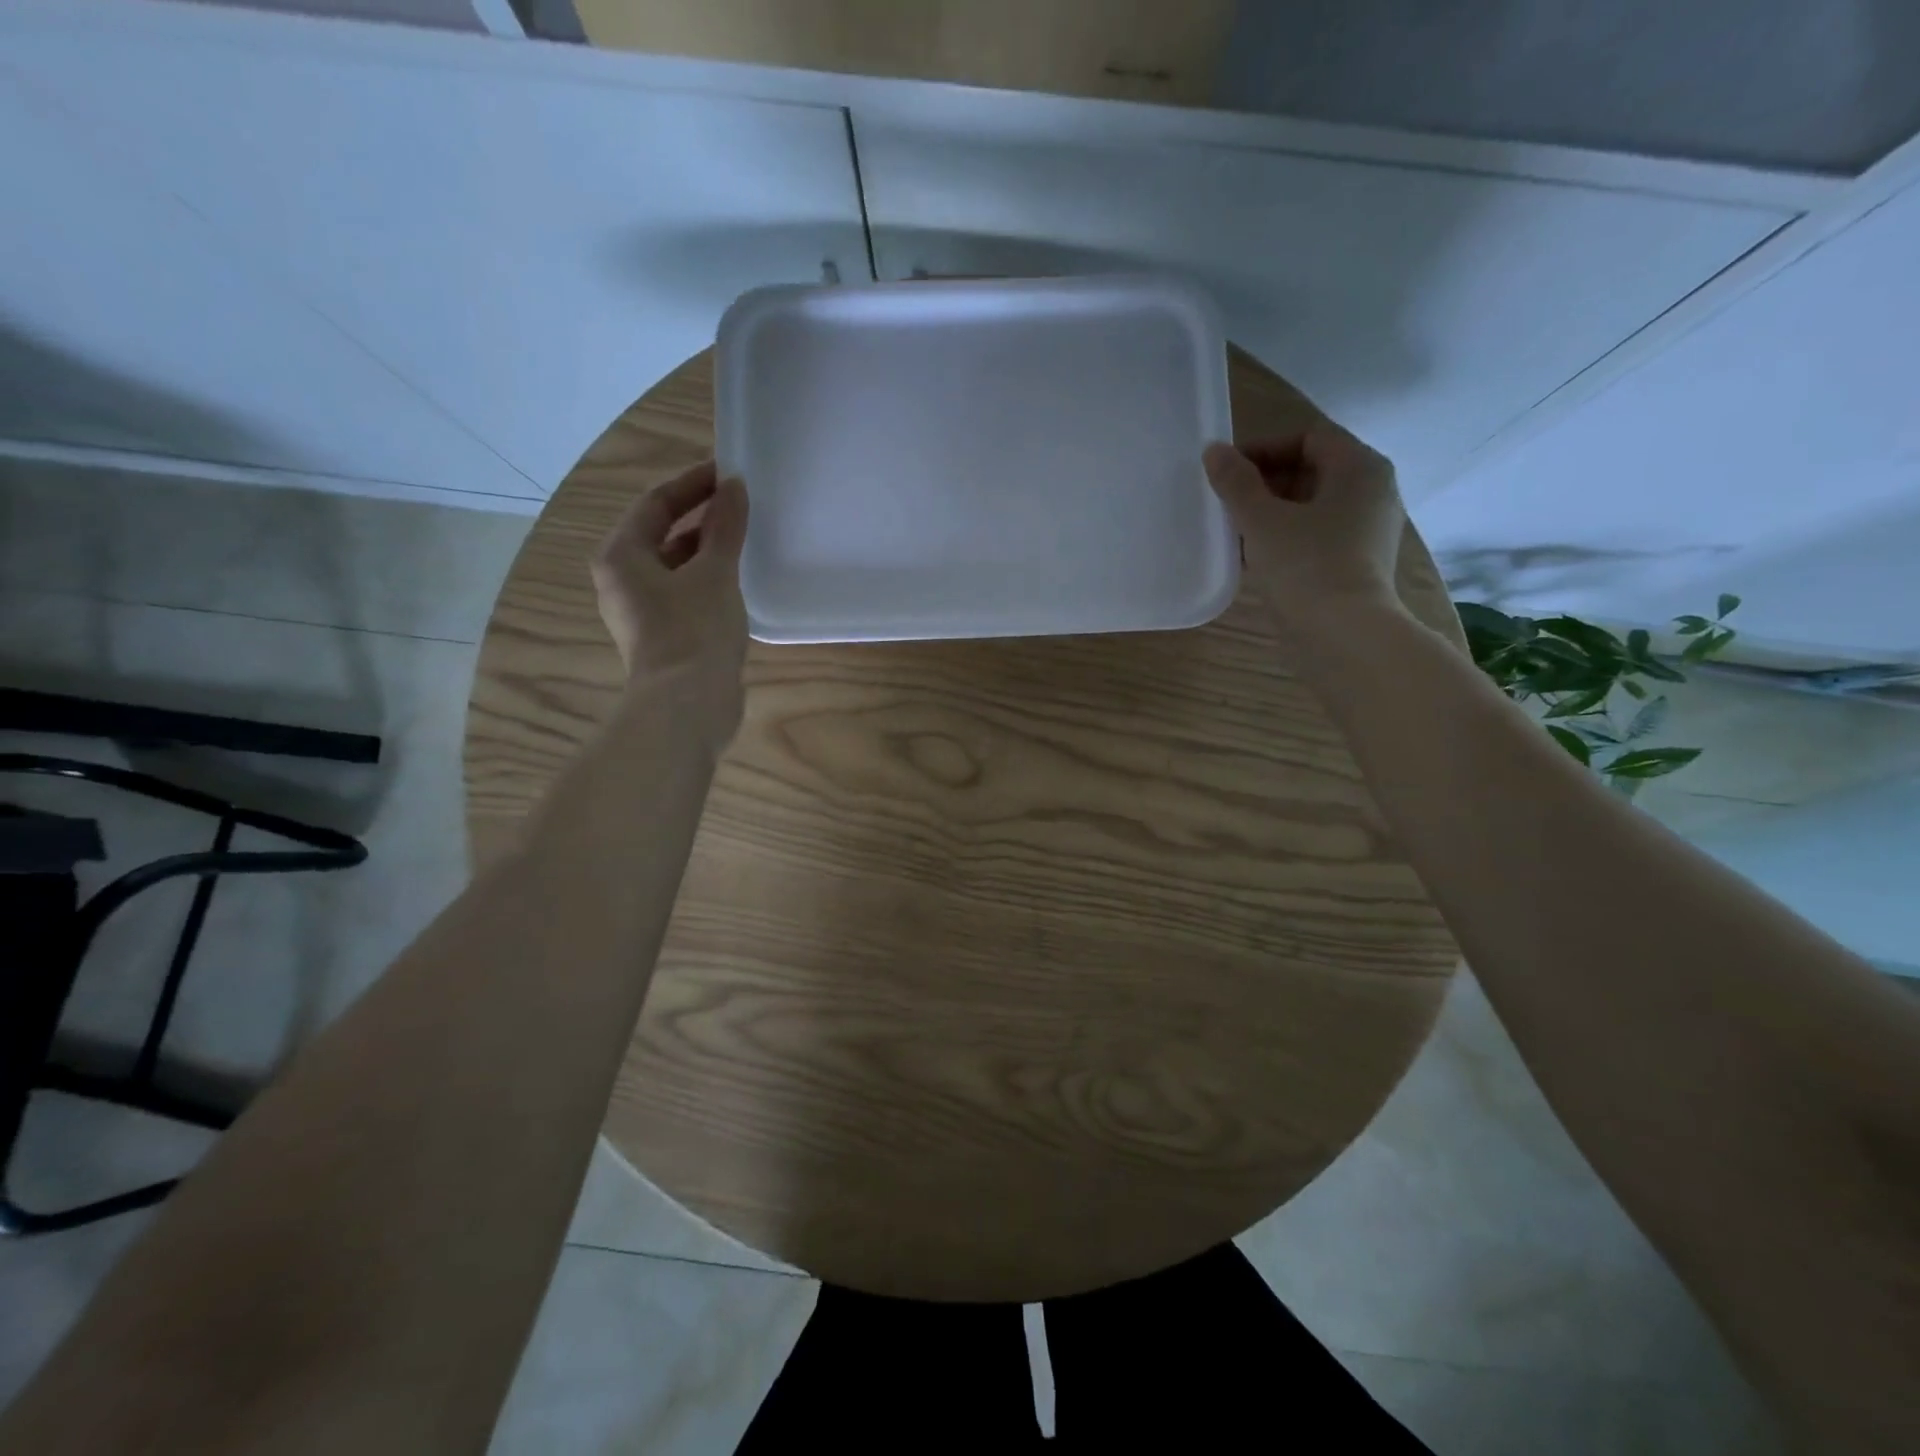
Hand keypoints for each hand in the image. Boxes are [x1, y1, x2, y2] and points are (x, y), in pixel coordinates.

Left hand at [591, 460, 749, 734]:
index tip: (729, 474)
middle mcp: (622, 579)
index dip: (693, 484)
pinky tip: (738, 581)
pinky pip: (684, 593)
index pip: (656, 503)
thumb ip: (725, 527)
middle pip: (661, 534)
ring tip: (745, 539)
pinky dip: (707, 580)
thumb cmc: (695, 629)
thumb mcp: (715, 572)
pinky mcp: (663, 636)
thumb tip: (734, 487)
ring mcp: (641, 611)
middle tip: (740, 504)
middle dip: (700, 517)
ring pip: (675, 566)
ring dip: (706, 550)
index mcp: (621, 555)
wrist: (688, 704)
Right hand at [1202, 423, 1409, 659]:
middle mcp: (1372, 492)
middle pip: (1311, 470)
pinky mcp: (1357, 563)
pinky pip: (1316, 536)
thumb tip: (1213, 451)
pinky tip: (1254, 558)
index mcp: (1360, 468)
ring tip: (1232, 531)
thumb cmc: (1305, 566)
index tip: (1225, 471)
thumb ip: (1235, 482)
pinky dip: (1286, 538)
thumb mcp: (1261, 520)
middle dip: (1264, 482)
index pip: (1307, 438)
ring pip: (1311, 506)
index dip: (1262, 448)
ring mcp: (1368, 530)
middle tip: (1225, 502)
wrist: (1343, 636)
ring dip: (1271, 512)